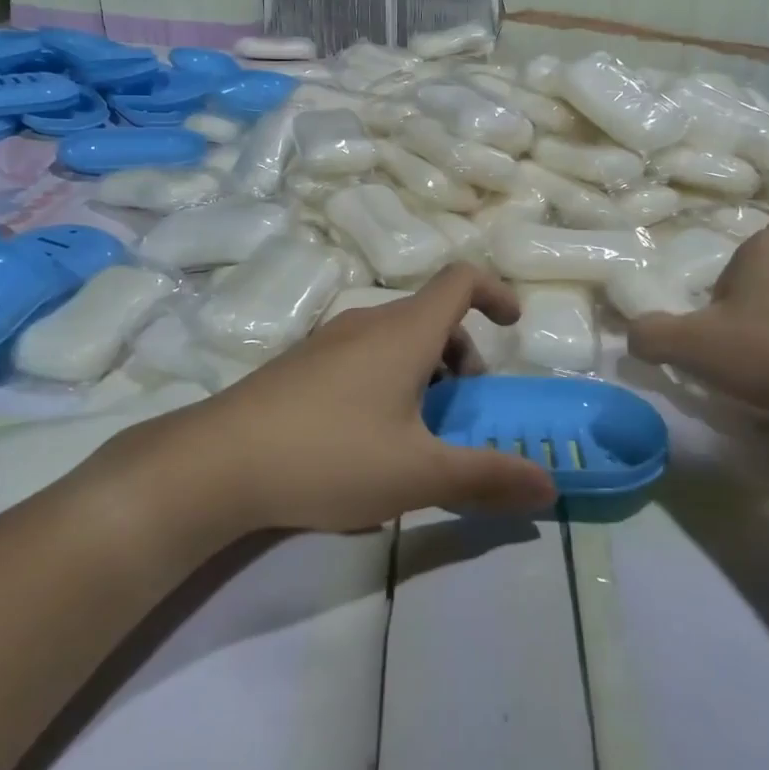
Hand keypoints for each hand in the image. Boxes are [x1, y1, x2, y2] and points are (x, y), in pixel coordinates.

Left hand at [114, 266, 557, 536]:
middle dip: (462, 354)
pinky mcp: (299, 365)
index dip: (495, 292)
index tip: (514, 326)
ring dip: (424, 370)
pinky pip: (361, 355)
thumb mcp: (418, 474)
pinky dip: (387, 378)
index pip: (460, 280)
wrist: (217, 462)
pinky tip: (366, 439)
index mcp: (404, 332)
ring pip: (394, 338)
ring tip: (417, 430)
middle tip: (462, 409)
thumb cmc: (330, 455)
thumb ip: (487, 478)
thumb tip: (551, 489)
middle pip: (431, 315)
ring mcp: (327, 341)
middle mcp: (367, 322)